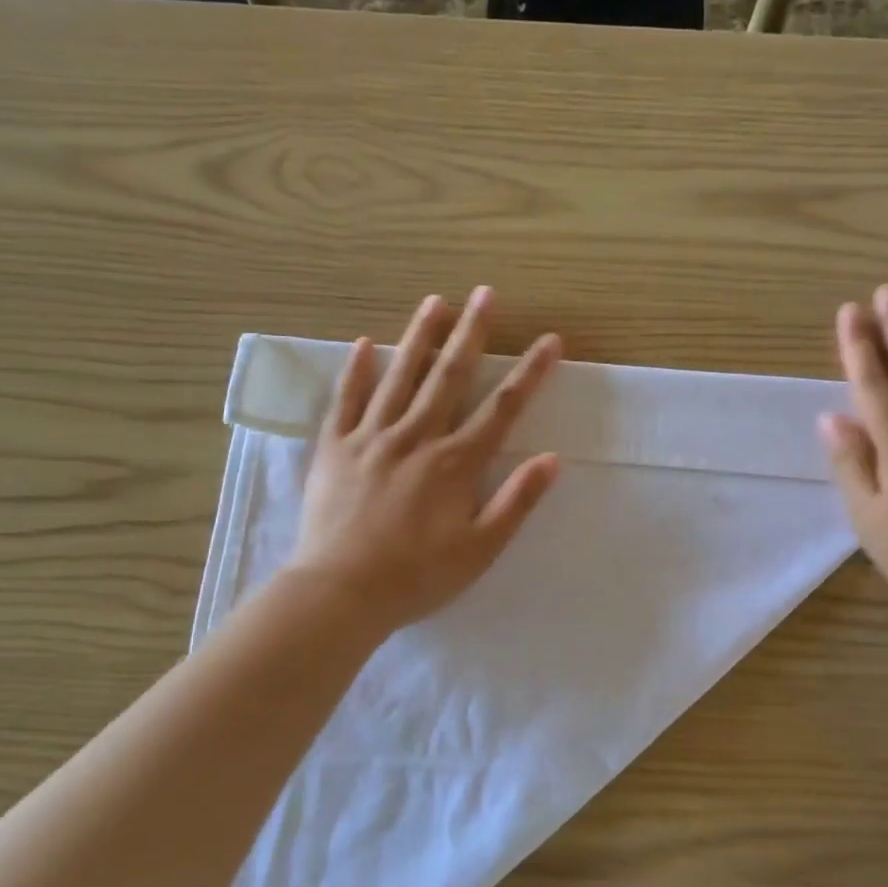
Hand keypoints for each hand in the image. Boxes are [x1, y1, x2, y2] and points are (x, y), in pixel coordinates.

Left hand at [285, 289, 561, 635]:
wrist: (340, 592)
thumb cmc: (417, 576)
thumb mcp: (480, 549)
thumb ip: (516, 502)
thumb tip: (552, 459)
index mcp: (456, 463)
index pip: (503, 409)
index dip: (530, 373)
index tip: (550, 340)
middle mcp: (417, 438)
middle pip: (450, 376)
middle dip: (472, 333)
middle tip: (486, 294)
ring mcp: (372, 438)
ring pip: (400, 376)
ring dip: (420, 336)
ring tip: (435, 301)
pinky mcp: (335, 447)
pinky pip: (347, 400)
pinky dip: (357, 370)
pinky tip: (366, 343)